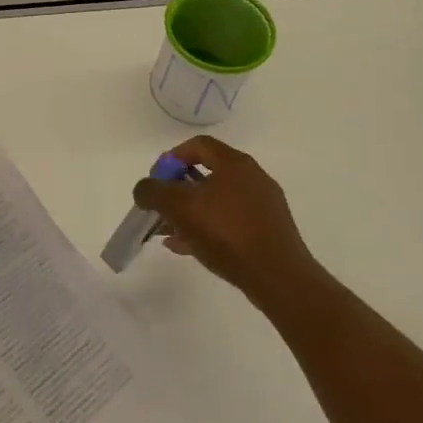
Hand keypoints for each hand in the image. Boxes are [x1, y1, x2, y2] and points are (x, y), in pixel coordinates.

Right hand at [132, 136, 323, 305]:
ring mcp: (263, 205)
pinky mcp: (267, 231)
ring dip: (189, 212)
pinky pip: (229, 222)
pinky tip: (187, 247)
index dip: (171, 158)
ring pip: (216, 201)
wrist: (278, 277)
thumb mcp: (179, 207)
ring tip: (168, 233)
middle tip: (160, 208)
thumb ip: (153, 192)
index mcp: (235, 164)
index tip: (156, 179)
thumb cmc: (227, 233)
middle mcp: (252, 178)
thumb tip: (144, 189)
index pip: (198, 145)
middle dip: (177, 190)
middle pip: (206, 174)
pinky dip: (206, 228)